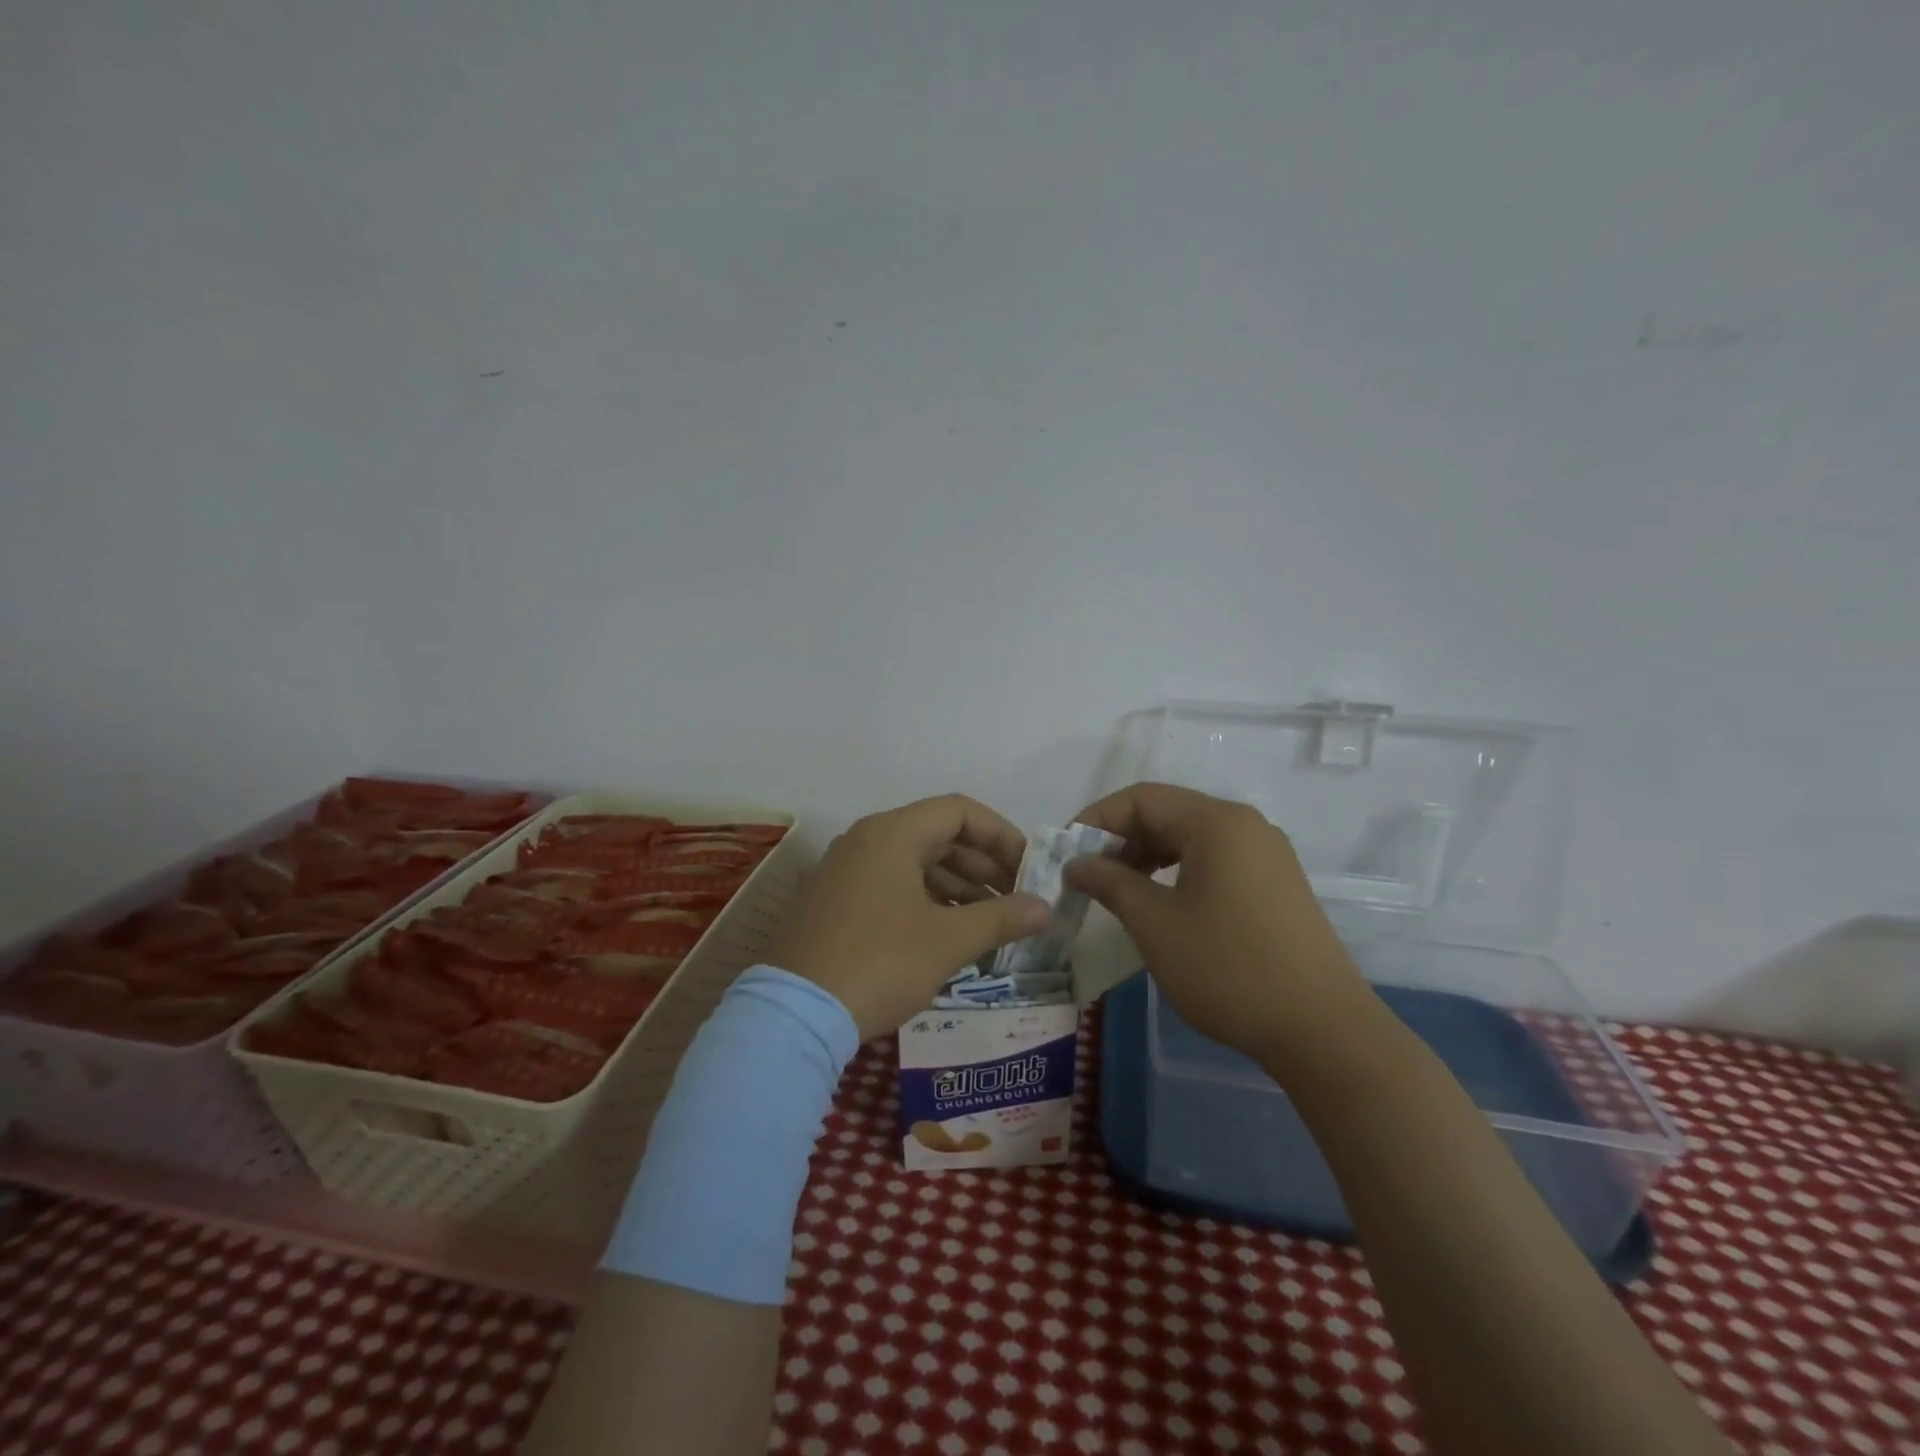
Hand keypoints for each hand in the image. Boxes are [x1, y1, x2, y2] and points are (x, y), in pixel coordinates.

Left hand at [768, 794, 1050, 1039]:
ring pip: (914, 865)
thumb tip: (1046, 909)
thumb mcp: (947, 941)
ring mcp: (844, 872)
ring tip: (990, 924)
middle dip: (983, 867)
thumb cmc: (879, 963)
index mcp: (891, 834)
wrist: (794, 1015)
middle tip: (1016, 901)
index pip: (959, 811)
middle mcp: (865, 841)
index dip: (1001, 835)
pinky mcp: (833, 903)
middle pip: (937, 836)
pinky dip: (926, 902)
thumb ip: (1001, 918)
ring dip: (958, 888)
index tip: (1028, 870)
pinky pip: (891, 887)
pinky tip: (949, 936)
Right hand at [1065, 783, 1378, 1068]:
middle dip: (1120, 839)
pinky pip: (1214, 861)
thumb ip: (1109, 882)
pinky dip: (1177, 872)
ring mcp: (1266, 855)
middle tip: (1086, 876)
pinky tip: (1160, 903)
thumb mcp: (1155, 923)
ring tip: (1117, 891)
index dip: (1095, 819)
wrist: (1323, 1031)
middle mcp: (1245, 826)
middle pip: (1167, 813)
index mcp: (1217, 822)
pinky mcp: (1276, 885)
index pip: (1141, 798)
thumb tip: (1076, 863)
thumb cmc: (1228, 969)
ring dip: (1146, 857)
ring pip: (1190, 838)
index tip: (1064, 853)